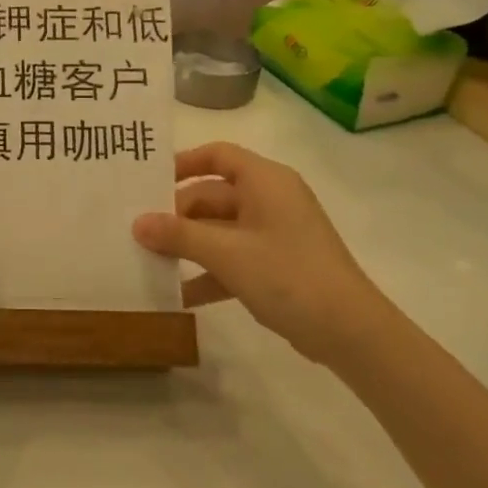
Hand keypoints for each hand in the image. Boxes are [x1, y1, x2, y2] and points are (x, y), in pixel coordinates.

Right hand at [132, 142, 387, 363]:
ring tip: (149, 261)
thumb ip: (179, 235)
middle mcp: (270, 199)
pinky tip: (179, 295)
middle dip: (177, 215)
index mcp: (265, 181)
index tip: (148, 182)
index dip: (182, 163)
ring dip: (188, 246)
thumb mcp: (226, 254)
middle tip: (138, 232)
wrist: (350, 332)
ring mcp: (274, 234)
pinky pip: (233, 259)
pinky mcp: (276, 266)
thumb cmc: (288, 275)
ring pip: (220, 229)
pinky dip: (209, 272)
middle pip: (213, 195)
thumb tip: (137, 223)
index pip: (218, 155)